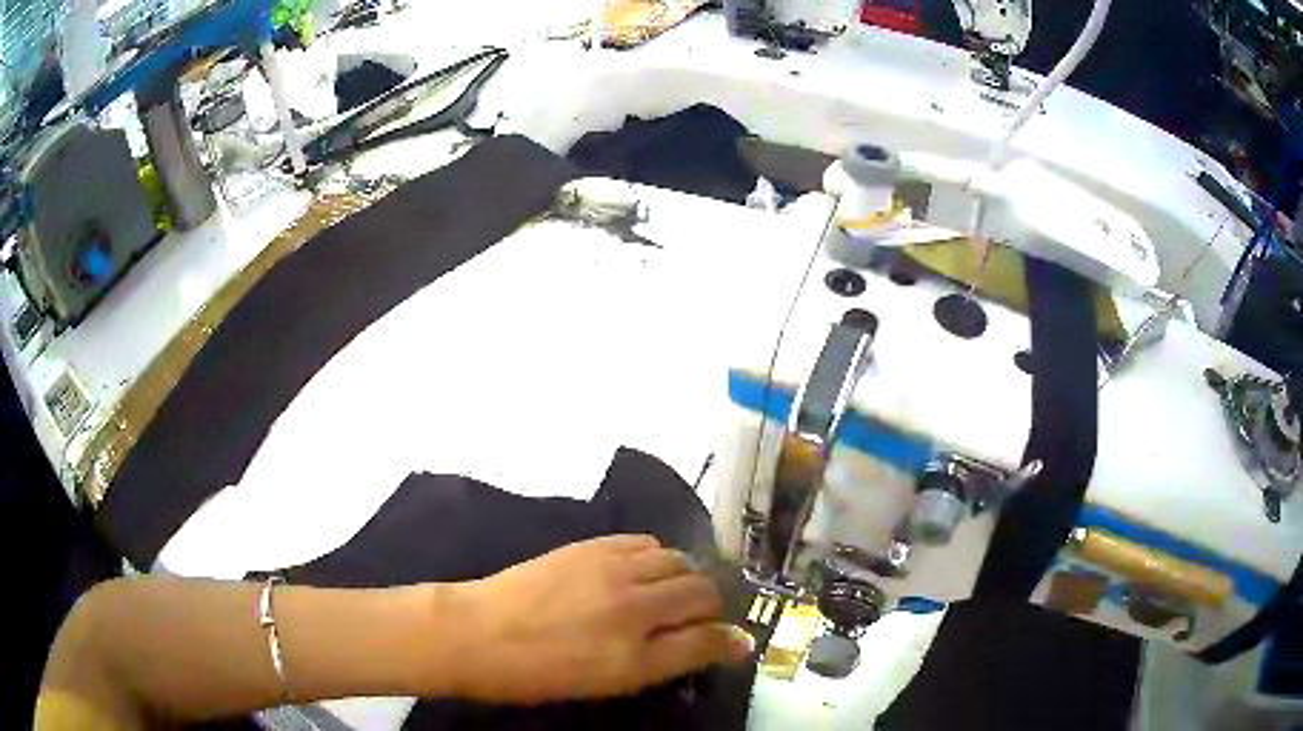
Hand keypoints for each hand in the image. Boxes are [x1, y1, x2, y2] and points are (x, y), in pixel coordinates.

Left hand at [433, 535, 751, 703]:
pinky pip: (646, 541)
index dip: (730, 642)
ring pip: (680, 560)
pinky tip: (644, 568)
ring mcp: (613, 572)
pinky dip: (658, 555)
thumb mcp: (604, 684)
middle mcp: (633, 610)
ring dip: (688, 576)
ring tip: (673, 590)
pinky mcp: (593, 546)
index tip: (737, 642)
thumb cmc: (535, 674)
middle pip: (703, 593)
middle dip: (714, 604)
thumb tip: (709, 645)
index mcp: (634, 659)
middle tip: (702, 614)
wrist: (475, 632)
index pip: (707, 643)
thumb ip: (660, 663)